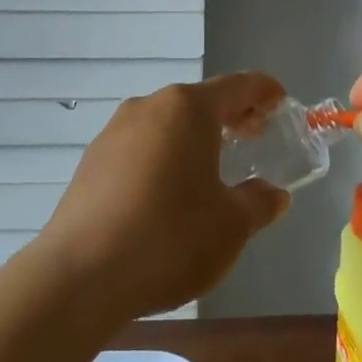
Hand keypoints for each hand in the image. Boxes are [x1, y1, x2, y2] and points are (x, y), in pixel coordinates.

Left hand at [38, 74, 291, 322]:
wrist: (80, 275)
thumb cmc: (169, 238)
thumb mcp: (231, 226)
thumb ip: (258, 203)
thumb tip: (273, 194)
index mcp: (187, 108)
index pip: (237, 86)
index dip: (264, 91)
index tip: (281, 102)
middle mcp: (149, 107)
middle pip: (199, 102)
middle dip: (230, 116)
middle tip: (254, 136)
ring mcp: (114, 131)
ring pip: (167, 123)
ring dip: (194, 138)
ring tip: (212, 168)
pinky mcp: (91, 161)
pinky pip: (140, 147)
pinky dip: (163, 156)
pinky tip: (168, 193)